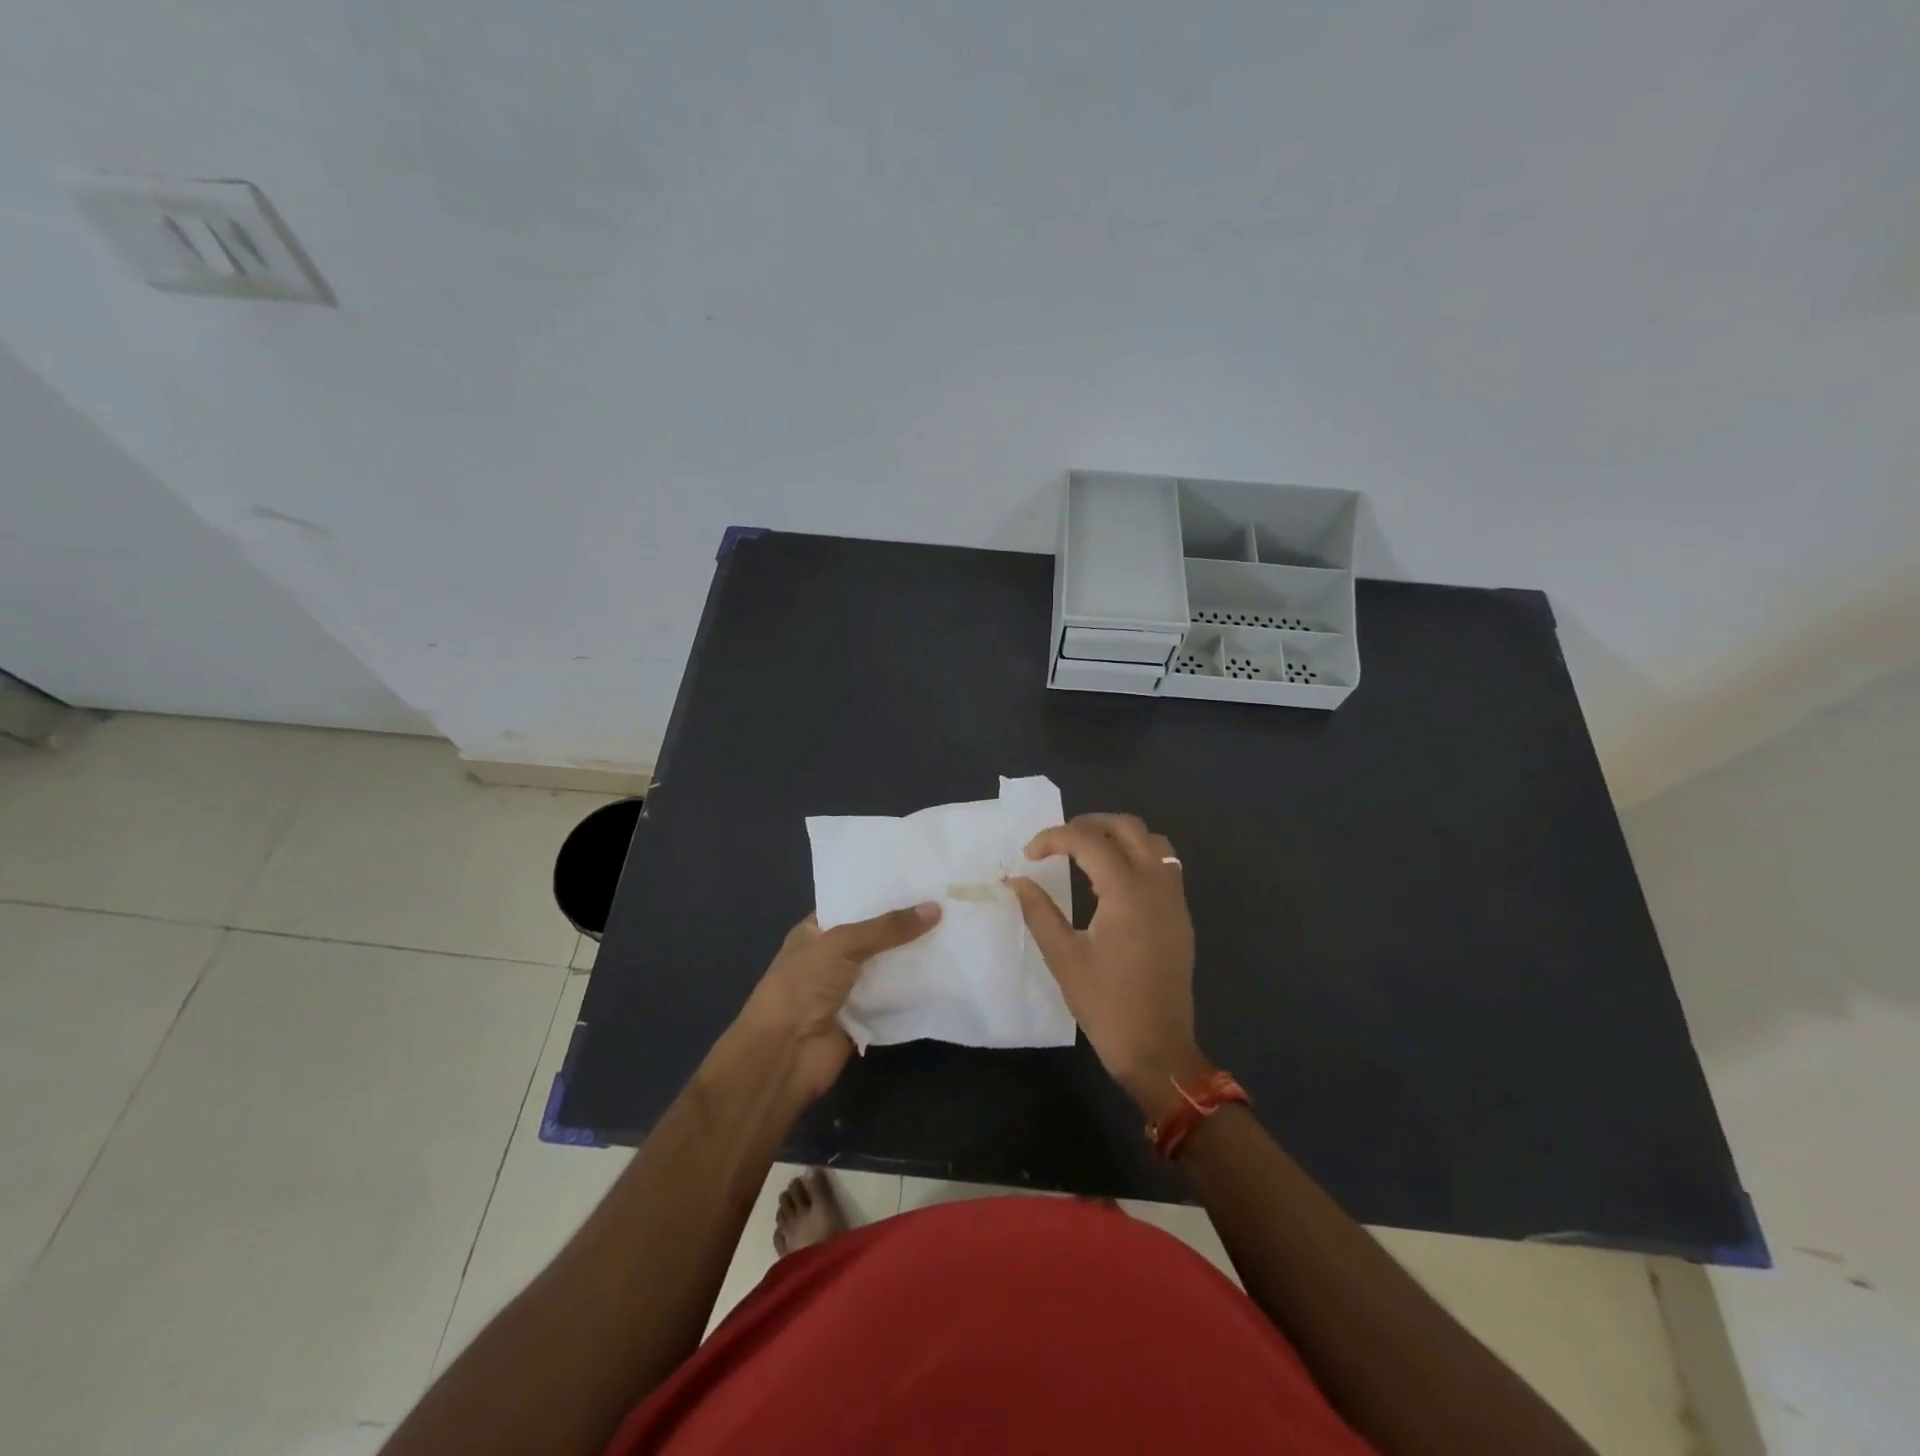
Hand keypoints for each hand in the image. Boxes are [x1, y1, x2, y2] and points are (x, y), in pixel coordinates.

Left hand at [729, 902, 940, 1100]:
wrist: (784, 1054)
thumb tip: (935, 908)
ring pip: (885, 967)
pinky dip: (912, 989)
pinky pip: (892, 998)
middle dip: (903, 924)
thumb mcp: (842, 944)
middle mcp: (829, 958)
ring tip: (953, 930)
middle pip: (873, 936)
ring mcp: (846, 990)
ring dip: (911, 956)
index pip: (850, 905)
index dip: (879, 893)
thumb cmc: (802, 986)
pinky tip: (945, 971)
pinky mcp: (862, 1018)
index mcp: (814, 933)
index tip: (918, 880)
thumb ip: (887, 927)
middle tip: (945, 902)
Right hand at [1008, 813, 1207, 1115]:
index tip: (1028, 854)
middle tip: (1058, 842)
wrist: (1156, 1048)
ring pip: (1152, 841)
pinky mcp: (1180, 915)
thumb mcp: (1062, 956)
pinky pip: (1164, 865)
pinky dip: (1137, 857)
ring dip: (1118, 837)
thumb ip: (1039, 911)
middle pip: (1127, 826)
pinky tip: (1111, 883)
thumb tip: (1018, 881)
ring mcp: (1174, 898)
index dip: (1054, 838)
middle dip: (1088, 824)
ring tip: (1086, 855)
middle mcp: (1156, 884)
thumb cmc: (1106, 1003)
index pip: (1088, 840)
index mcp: (1127, 891)